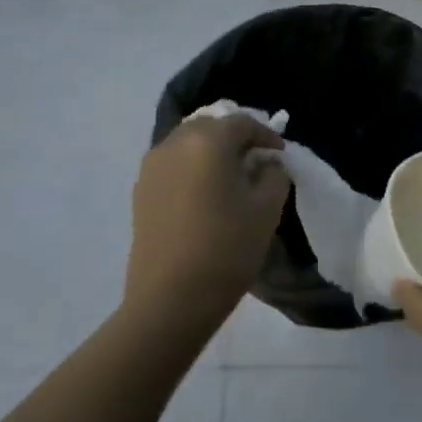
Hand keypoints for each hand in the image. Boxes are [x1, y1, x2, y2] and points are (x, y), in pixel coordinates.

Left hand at [123, 114, 289, 345]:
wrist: (170, 299)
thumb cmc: (226, 248)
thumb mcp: (267, 209)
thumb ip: (274, 174)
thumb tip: (266, 163)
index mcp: (208, 141)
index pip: (242, 122)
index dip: (266, 134)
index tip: (280, 155)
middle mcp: (174, 144)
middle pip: (210, 126)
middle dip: (235, 138)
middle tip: (255, 160)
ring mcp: (152, 168)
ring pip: (187, 144)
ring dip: (210, 152)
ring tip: (230, 177)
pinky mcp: (140, 192)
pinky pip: (172, 165)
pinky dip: (192, 169)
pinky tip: (205, 195)